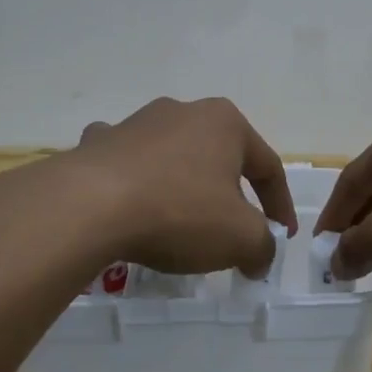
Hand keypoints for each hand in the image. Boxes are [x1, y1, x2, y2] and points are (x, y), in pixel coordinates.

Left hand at [69, 97, 297, 278]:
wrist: (88, 207)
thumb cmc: (180, 213)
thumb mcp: (241, 238)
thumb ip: (263, 247)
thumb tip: (258, 258)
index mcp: (225, 124)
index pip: (268, 167)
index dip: (281, 206)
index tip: (282, 237)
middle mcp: (183, 112)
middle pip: (220, 159)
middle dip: (231, 195)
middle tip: (233, 232)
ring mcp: (136, 123)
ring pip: (173, 158)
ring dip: (184, 186)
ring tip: (181, 223)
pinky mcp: (97, 143)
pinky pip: (127, 163)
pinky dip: (135, 181)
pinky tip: (130, 204)